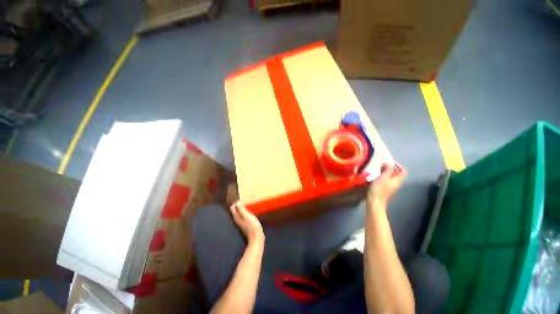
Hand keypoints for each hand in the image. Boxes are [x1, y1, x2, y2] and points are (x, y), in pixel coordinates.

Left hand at [230, 201, 264, 244]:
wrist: (256, 238)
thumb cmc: (252, 226)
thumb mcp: (247, 216)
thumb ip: (242, 209)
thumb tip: (237, 202)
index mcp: (237, 217)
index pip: (232, 207)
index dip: (236, 202)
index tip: (241, 198)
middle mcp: (237, 219)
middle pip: (235, 210)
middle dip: (238, 205)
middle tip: (244, 200)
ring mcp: (241, 223)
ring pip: (239, 213)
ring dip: (242, 208)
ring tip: (248, 204)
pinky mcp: (246, 225)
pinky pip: (243, 216)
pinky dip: (245, 212)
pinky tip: (250, 211)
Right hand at [368, 162, 406, 207]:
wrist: (374, 201)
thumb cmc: (379, 189)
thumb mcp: (383, 177)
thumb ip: (387, 169)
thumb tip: (389, 163)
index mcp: (398, 180)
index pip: (403, 171)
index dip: (398, 165)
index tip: (390, 161)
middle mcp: (396, 183)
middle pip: (396, 174)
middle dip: (390, 168)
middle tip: (382, 164)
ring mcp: (390, 187)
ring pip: (390, 177)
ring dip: (385, 171)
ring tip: (378, 168)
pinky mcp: (384, 189)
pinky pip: (385, 180)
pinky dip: (382, 176)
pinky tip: (375, 175)